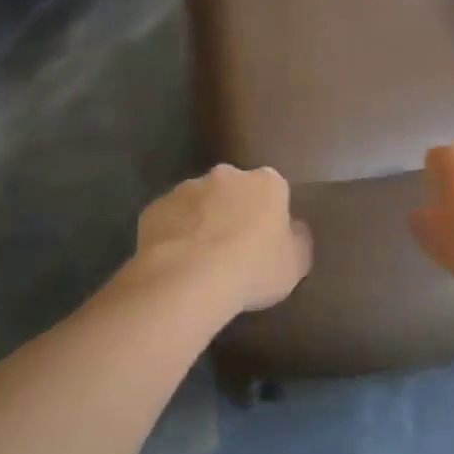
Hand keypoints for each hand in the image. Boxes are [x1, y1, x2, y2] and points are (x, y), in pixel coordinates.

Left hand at [136, 165, 312, 312]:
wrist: (189, 279)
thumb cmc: (253, 268)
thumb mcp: (296, 262)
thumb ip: (298, 239)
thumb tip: (294, 228)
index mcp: (266, 182)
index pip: (273, 189)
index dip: (269, 213)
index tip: (265, 238)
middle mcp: (227, 175)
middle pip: (233, 189)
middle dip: (233, 209)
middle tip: (232, 247)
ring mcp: (187, 188)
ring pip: (198, 202)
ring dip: (201, 220)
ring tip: (199, 259)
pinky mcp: (155, 207)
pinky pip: (169, 219)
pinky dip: (173, 234)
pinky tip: (174, 262)